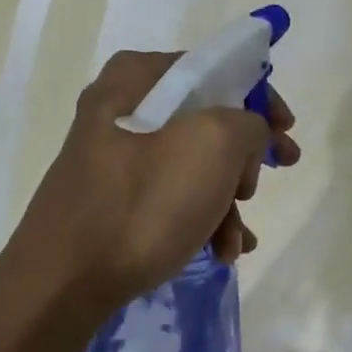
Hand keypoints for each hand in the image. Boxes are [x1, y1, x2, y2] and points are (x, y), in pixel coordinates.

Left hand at [8, 50, 299, 310]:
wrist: (64, 282)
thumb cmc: (144, 203)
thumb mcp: (214, 144)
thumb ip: (249, 122)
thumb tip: (249, 136)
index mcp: (137, 78)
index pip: (215, 69)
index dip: (260, 98)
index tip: (287, 131)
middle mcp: (121, 109)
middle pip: (207, 122)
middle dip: (243, 161)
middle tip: (256, 188)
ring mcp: (115, 158)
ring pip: (193, 167)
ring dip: (227, 203)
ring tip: (236, 242)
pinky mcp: (114, 200)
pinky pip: (171, 197)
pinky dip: (201, 220)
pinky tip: (220, 251)